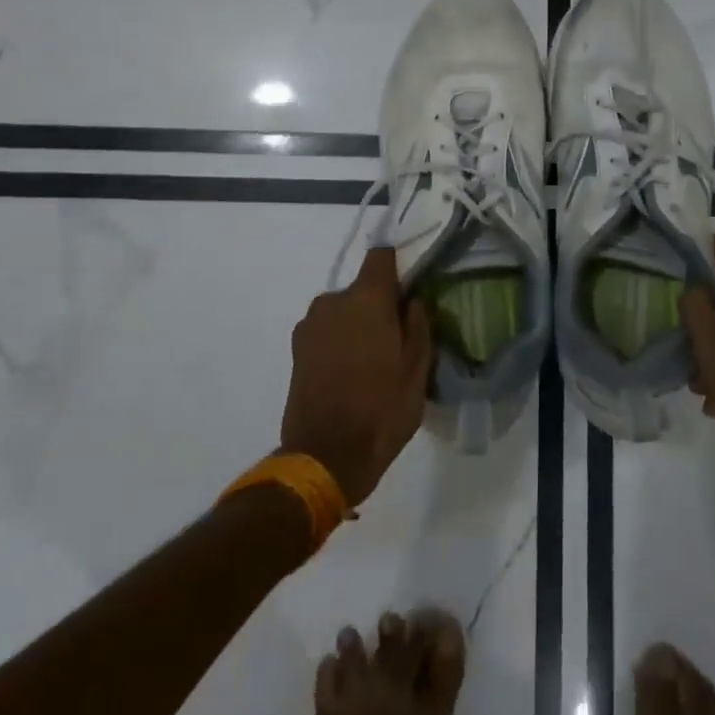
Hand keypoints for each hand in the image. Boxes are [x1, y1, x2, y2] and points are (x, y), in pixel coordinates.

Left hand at [281, 248, 432, 505]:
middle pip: (362, 288)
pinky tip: (350, 373)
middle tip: (396, 338)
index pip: (381, 257)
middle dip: (379, 305)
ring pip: (343, 311)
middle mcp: (333, 301)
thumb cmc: (381, 410)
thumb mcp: (418, 370)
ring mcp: (310, 325)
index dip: (397, 267)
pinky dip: (339, 342)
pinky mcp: (296, 349)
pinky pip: (327, 331)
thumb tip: (412, 300)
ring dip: (357, 325)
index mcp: (367, 299)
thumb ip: (419, 325)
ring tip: (372, 361)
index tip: (410, 288)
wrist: (325, 457)